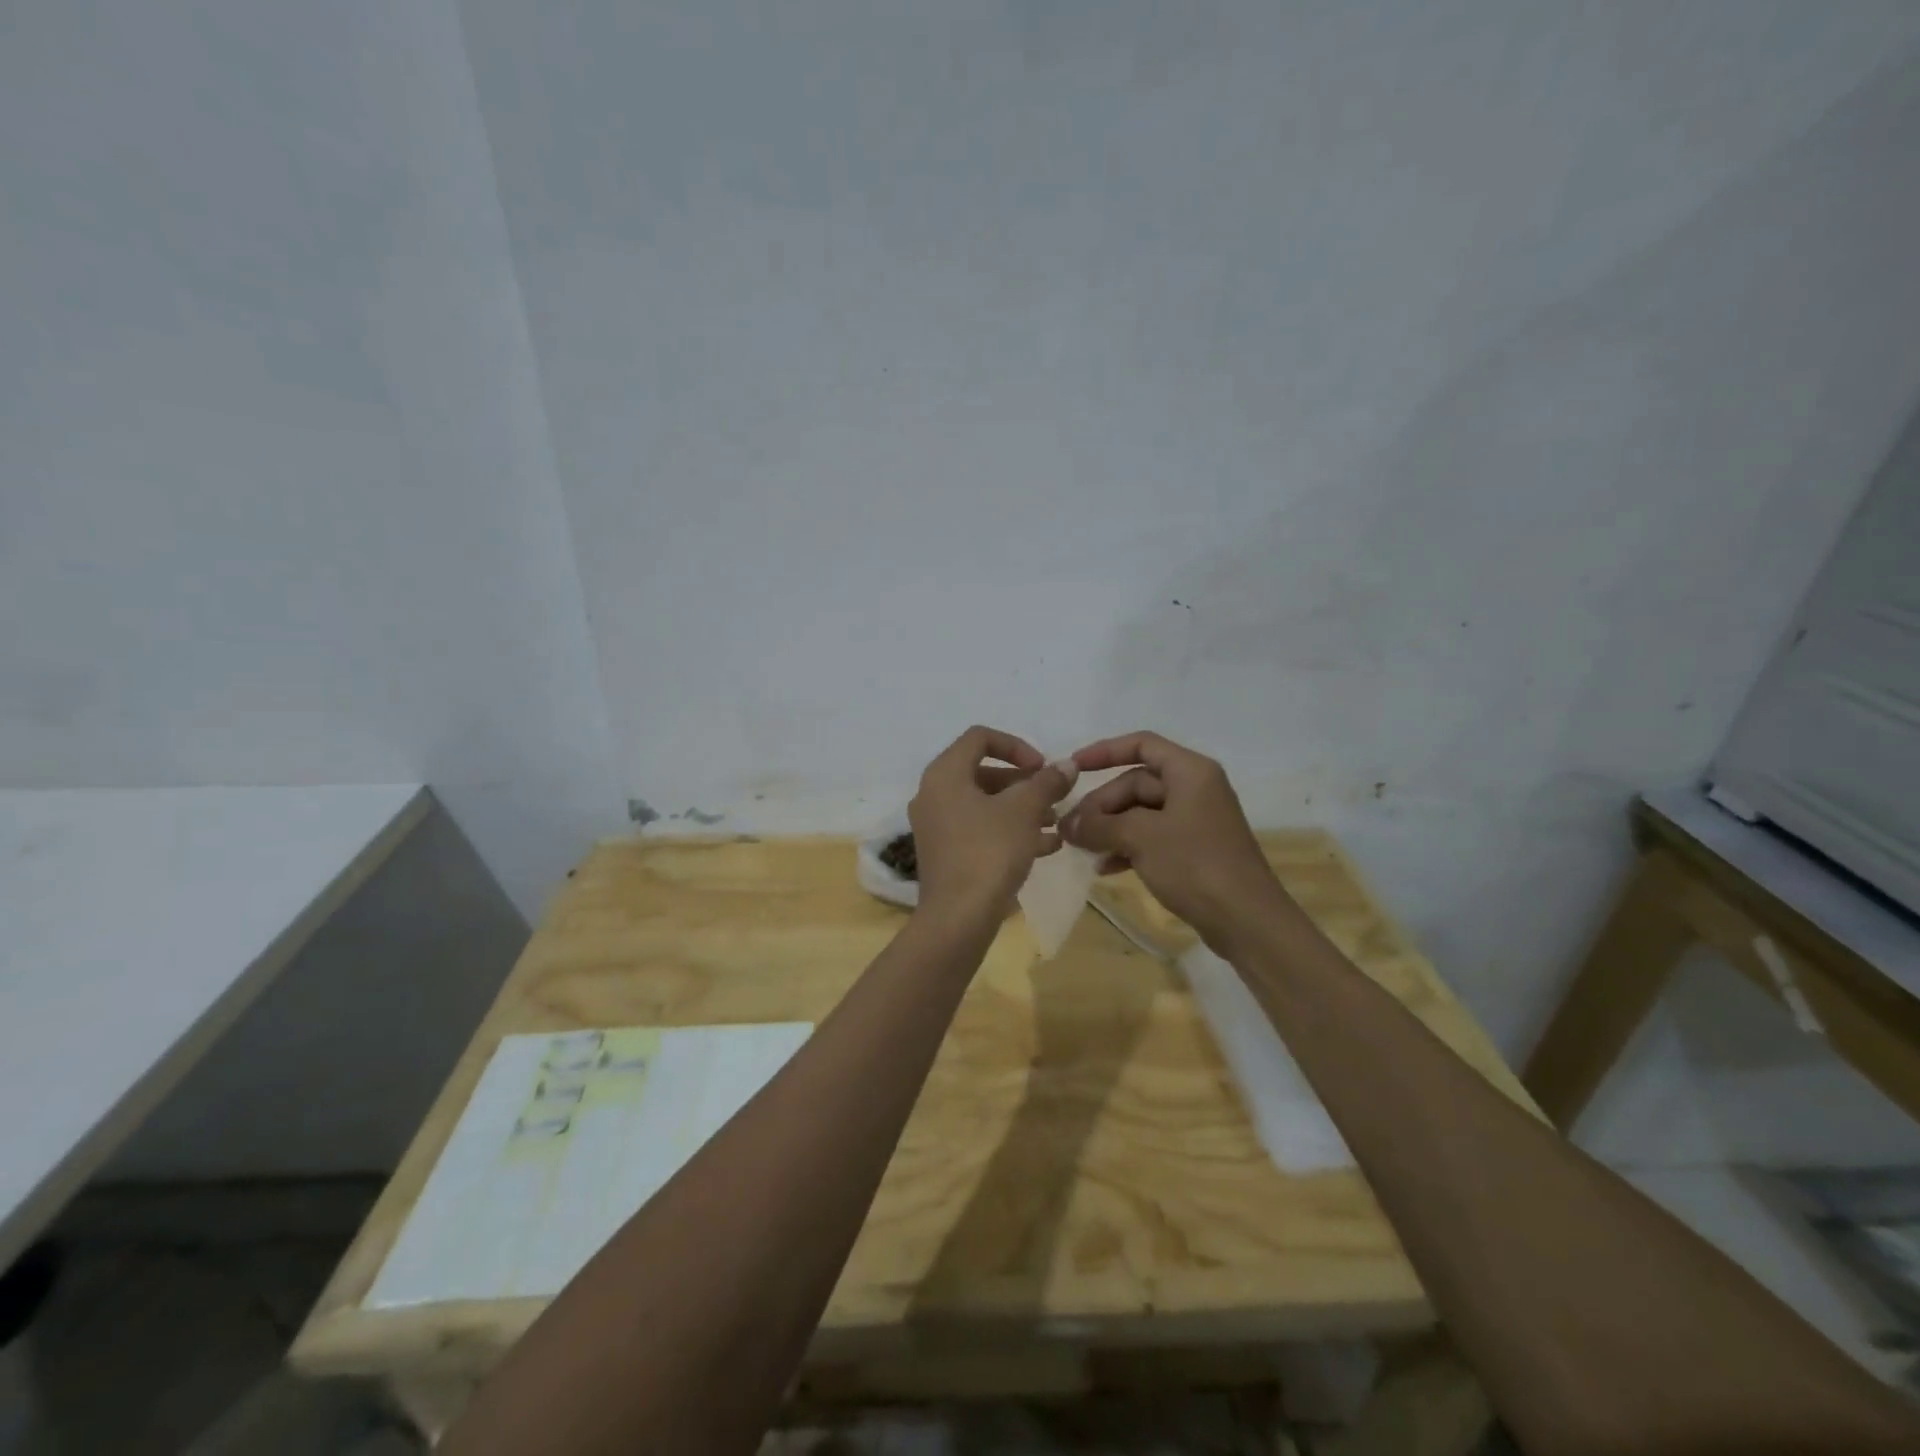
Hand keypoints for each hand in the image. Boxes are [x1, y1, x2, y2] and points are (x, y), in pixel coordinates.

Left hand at [908, 726, 1074, 919]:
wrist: (958, 918)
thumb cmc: (989, 852)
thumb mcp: (1024, 811)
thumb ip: (1047, 782)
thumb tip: (1067, 765)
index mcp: (945, 774)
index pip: (980, 738)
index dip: (1016, 745)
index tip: (1042, 767)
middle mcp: (933, 794)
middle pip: (983, 772)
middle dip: (1024, 783)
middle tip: (1054, 797)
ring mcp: (936, 825)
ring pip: (984, 804)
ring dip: (1021, 808)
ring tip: (1056, 823)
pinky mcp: (945, 853)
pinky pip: (979, 829)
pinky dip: (1009, 830)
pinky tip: (1046, 847)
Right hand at [1060, 731, 1284, 948]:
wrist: (1246, 920)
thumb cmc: (1195, 865)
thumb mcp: (1140, 838)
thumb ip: (1099, 825)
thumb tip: (1067, 824)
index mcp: (1190, 772)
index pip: (1141, 745)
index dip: (1104, 752)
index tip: (1072, 768)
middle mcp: (1194, 789)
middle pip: (1136, 783)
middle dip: (1101, 805)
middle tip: (1071, 830)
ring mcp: (1195, 821)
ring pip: (1140, 813)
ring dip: (1109, 829)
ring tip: (1082, 850)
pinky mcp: (1194, 850)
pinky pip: (1151, 837)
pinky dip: (1127, 847)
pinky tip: (1104, 868)